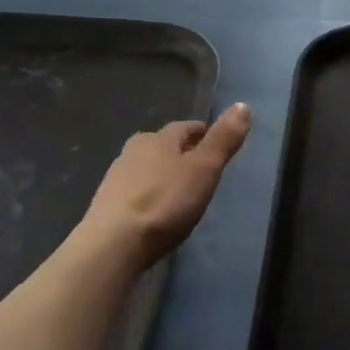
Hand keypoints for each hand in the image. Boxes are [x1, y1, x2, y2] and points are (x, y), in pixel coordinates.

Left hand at [81, 104, 251, 264]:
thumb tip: (243, 105)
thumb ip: (223, 140)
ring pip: (147, 168)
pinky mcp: (106, 205)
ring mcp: (115, 178)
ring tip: (182, 192)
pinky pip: (135, 192)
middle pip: (164, 146)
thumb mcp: (204, 170)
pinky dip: (150, 196)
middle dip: (183, 154)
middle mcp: (133, 150)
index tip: (219, 146)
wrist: (113, 245)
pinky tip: (157, 212)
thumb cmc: (165, 202)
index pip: (187, 128)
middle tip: (203, 170)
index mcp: (158, 138)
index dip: (205, 134)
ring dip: (164, 175)